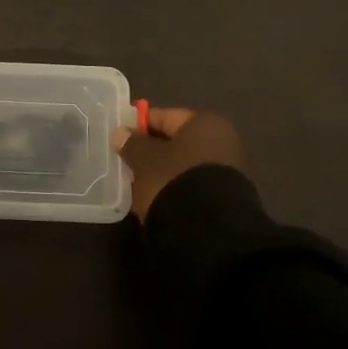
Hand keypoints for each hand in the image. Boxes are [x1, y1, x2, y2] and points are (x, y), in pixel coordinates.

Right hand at [116, 108, 244, 221]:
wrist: (210, 232)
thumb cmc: (174, 181)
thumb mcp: (145, 160)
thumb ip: (133, 144)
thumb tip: (123, 133)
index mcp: (204, 123)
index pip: (164, 116)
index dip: (139, 125)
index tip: (120, 137)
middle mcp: (221, 141)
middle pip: (176, 141)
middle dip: (152, 151)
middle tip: (127, 162)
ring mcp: (227, 171)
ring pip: (183, 165)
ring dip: (162, 172)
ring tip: (137, 184)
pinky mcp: (225, 198)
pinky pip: (192, 185)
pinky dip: (174, 188)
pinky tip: (156, 199)